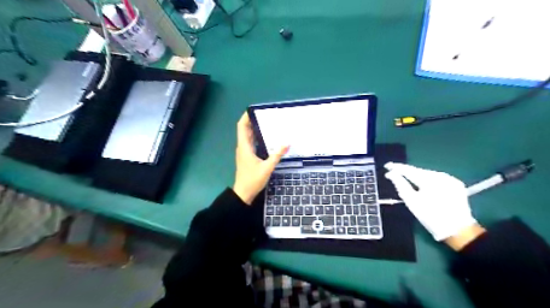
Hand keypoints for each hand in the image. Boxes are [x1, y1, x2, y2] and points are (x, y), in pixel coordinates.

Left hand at [231, 112, 288, 204]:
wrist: (243, 193)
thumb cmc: (253, 180)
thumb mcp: (267, 168)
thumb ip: (277, 155)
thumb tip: (287, 143)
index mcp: (244, 146)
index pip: (242, 127)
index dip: (246, 116)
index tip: (254, 109)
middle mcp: (243, 147)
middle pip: (245, 129)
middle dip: (253, 120)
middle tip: (266, 115)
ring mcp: (244, 152)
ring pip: (248, 136)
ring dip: (256, 129)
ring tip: (268, 123)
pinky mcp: (247, 156)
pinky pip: (251, 143)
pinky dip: (257, 137)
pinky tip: (267, 138)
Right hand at [383, 162, 479, 241]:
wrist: (458, 230)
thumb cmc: (430, 216)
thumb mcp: (412, 201)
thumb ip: (400, 185)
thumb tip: (391, 174)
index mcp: (429, 180)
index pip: (409, 170)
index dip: (397, 167)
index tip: (387, 166)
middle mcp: (441, 176)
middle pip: (419, 171)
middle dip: (407, 172)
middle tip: (395, 173)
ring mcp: (450, 179)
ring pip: (428, 174)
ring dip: (417, 176)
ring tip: (407, 179)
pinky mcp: (456, 184)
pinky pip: (437, 178)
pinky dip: (428, 180)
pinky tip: (423, 184)